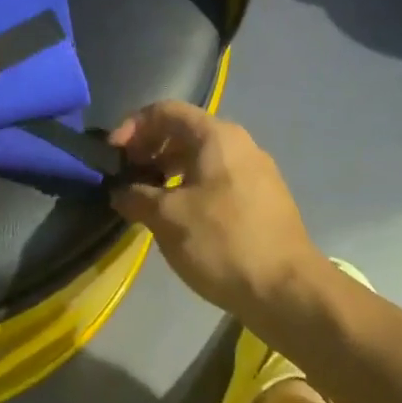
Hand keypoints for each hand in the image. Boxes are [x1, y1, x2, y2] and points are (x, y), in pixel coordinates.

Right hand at [109, 101, 321, 314]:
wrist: (289, 291)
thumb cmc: (223, 242)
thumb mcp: (167, 218)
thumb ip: (136, 196)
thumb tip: (120, 192)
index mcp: (216, 136)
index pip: (165, 111)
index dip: (132, 126)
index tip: (113, 155)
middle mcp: (239, 143)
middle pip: (184, 131)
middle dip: (149, 148)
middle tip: (127, 176)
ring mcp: (256, 171)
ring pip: (202, 157)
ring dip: (169, 170)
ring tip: (148, 198)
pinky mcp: (264, 198)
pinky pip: (218, 178)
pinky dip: (191, 186)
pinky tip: (180, 217)